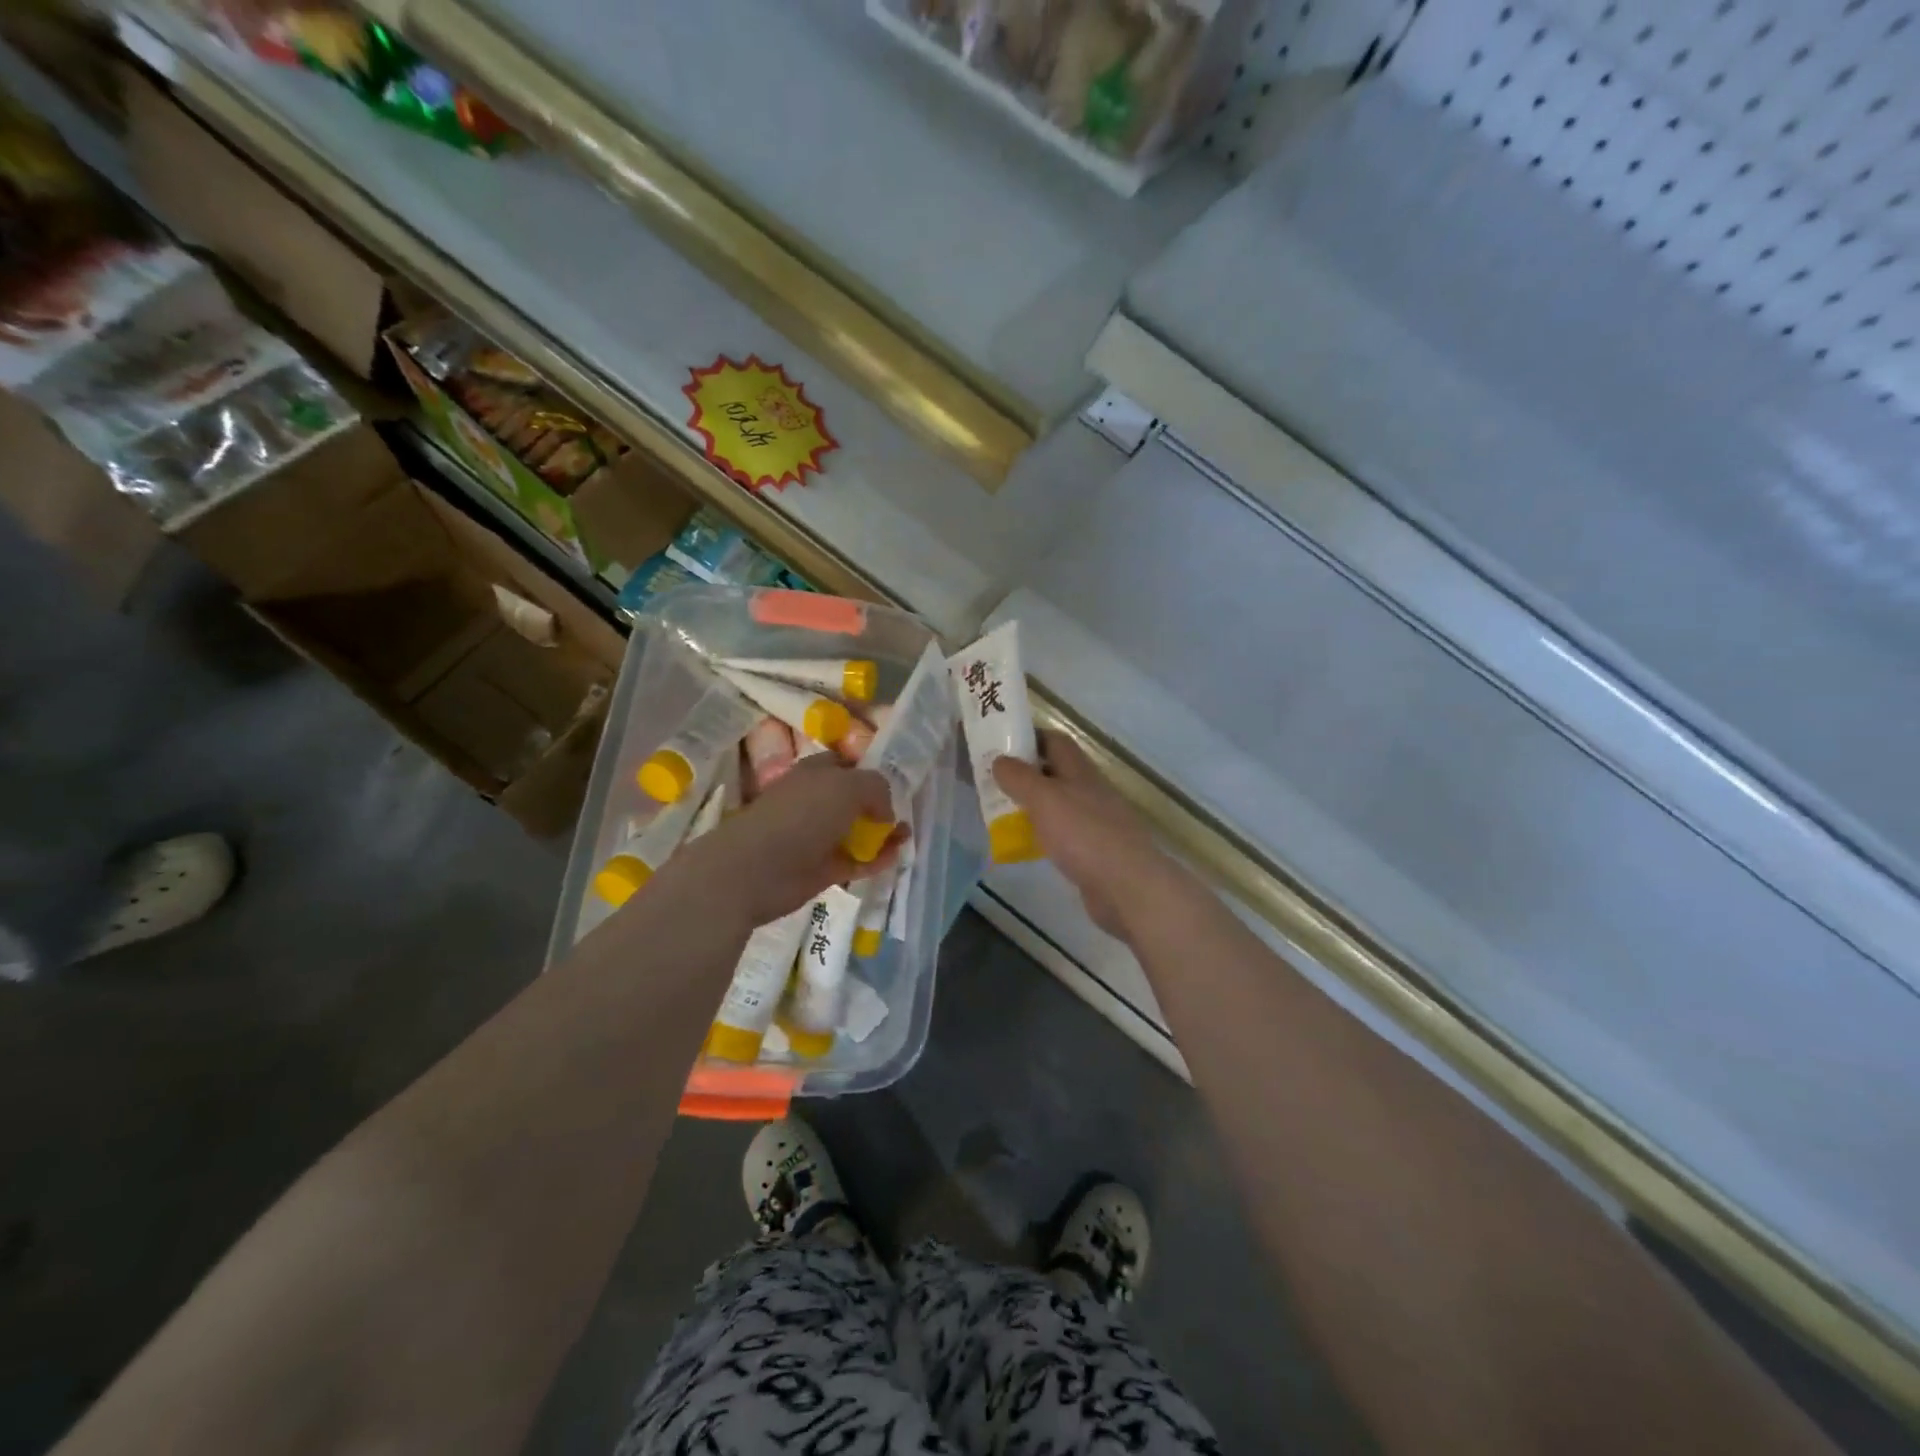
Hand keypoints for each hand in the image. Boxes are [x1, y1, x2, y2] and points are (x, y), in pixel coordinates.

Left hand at [668, 755, 900, 928]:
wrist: (758, 868)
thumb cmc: (802, 815)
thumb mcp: (849, 785)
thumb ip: (876, 788)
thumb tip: (886, 812)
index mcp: (815, 772)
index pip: (845, 763)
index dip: (868, 768)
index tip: (895, 780)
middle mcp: (815, 801)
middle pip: (853, 799)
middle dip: (879, 805)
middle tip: (905, 811)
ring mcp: (817, 836)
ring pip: (856, 831)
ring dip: (882, 834)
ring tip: (906, 836)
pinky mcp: (822, 868)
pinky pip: (855, 861)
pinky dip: (875, 860)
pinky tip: (894, 858)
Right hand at [993, 730, 1169, 939]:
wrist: (1127, 887)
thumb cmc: (1084, 835)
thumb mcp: (1045, 799)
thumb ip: (1020, 778)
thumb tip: (1000, 760)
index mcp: (1079, 770)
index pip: (1054, 741)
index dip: (1027, 737)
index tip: (997, 744)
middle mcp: (1088, 791)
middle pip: (1054, 772)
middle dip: (1023, 773)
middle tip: (989, 781)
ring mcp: (1093, 822)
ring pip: (1056, 804)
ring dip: (1030, 805)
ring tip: (997, 812)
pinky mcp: (1092, 851)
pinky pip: (1061, 834)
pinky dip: (1040, 834)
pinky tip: (1023, 845)